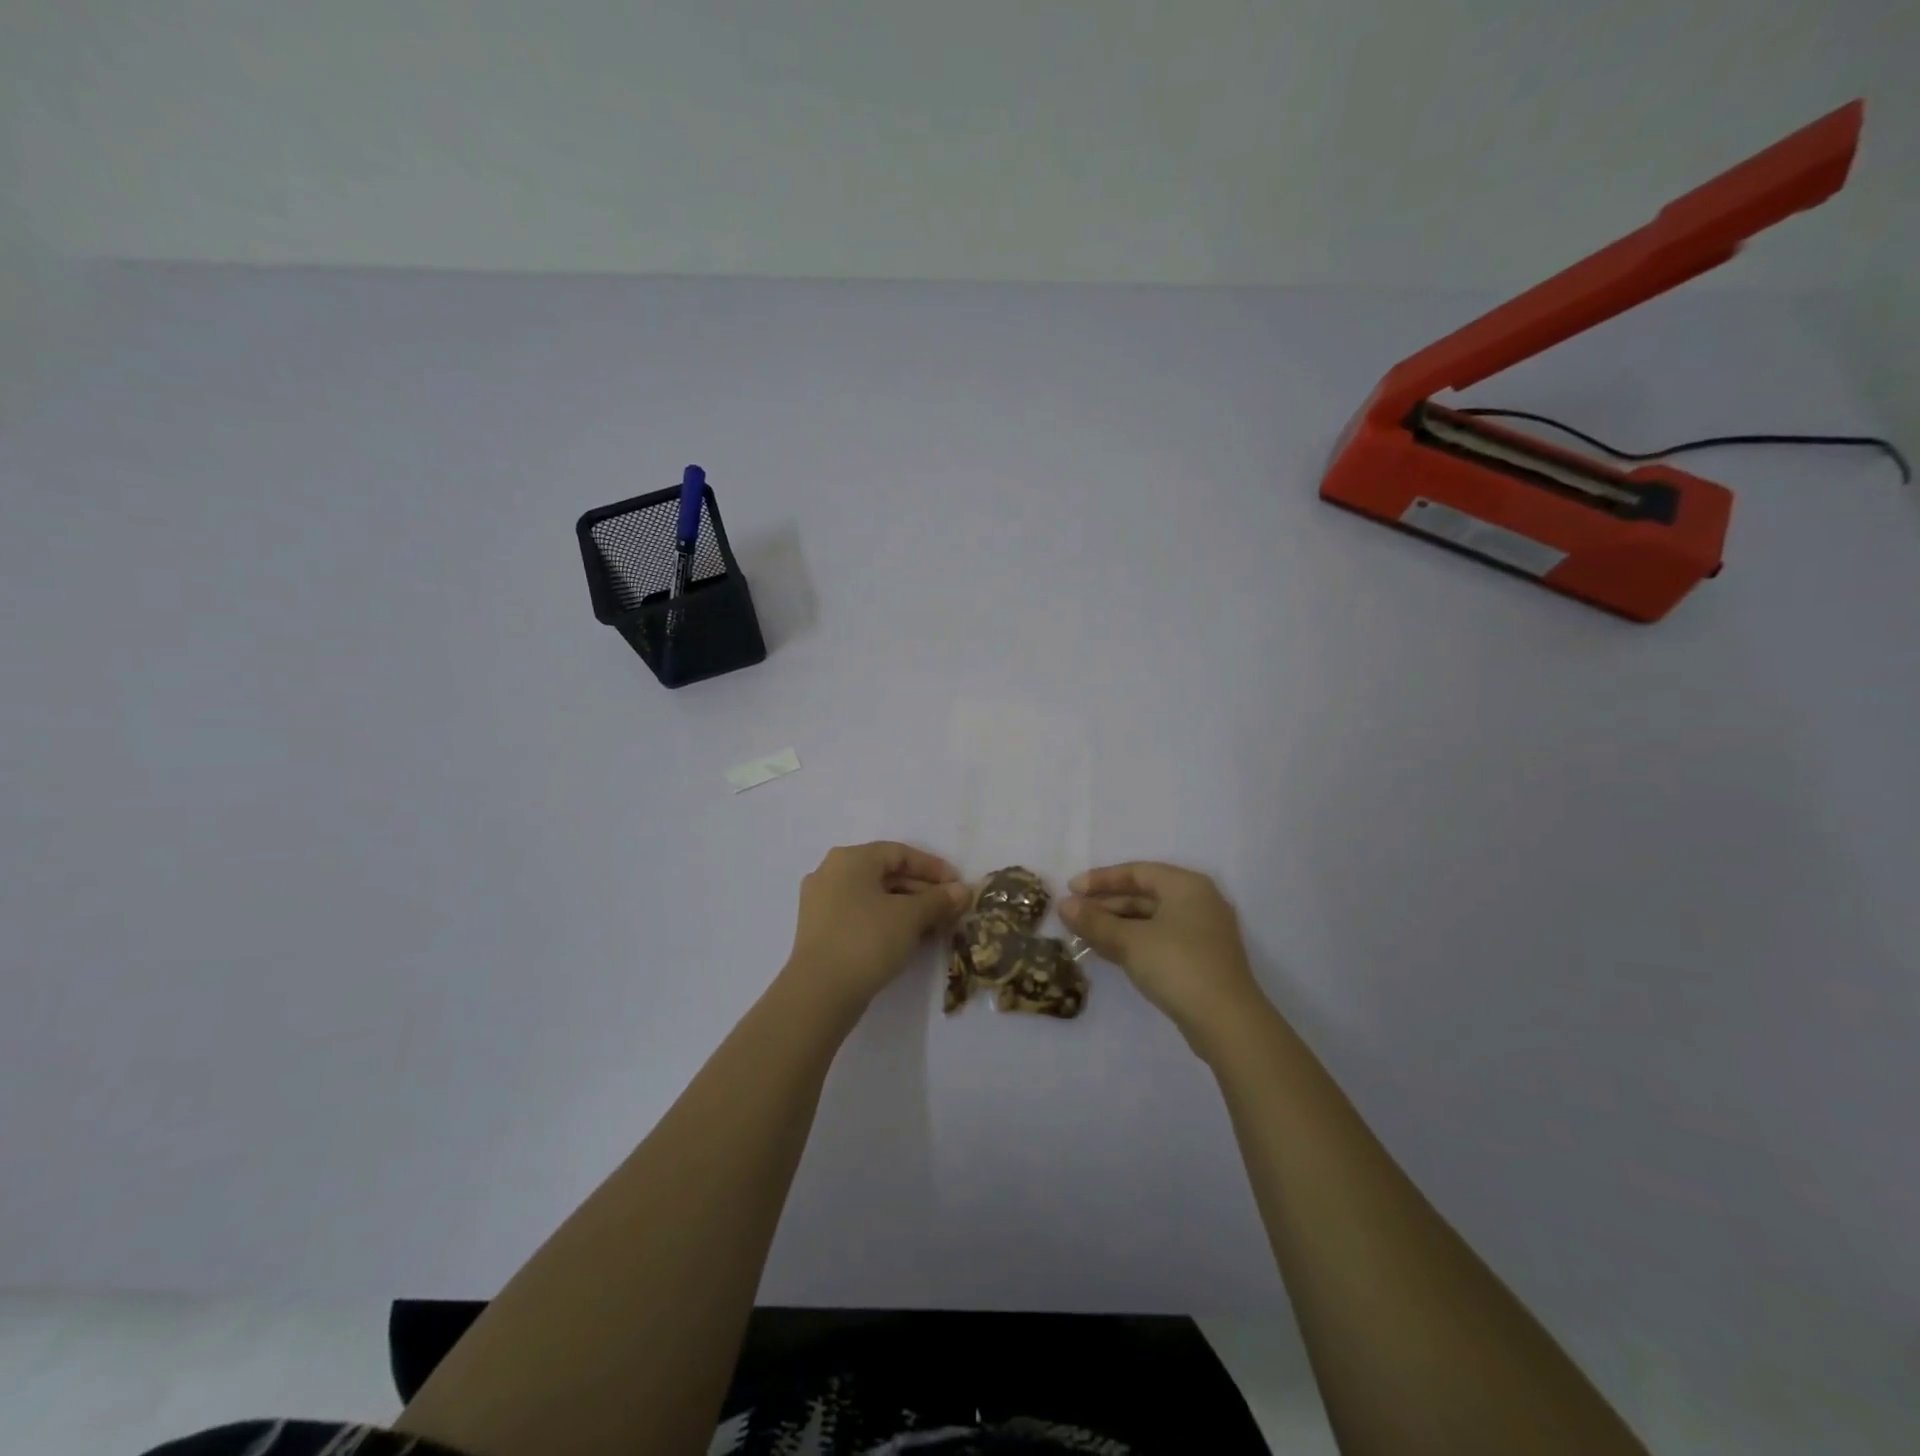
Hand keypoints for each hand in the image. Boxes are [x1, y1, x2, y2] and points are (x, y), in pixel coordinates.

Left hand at [783, 842, 970, 1016]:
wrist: (819, 994)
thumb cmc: (867, 940)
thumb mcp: (910, 917)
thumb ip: (939, 899)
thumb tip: (963, 891)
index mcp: (850, 859)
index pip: (900, 853)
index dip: (933, 868)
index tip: (958, 886)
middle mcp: (831, 873)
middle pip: (886, 874)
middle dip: (923, 891)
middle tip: (951, 910)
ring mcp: (822, 903)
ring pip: (875, 897)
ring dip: (908, 909)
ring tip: (937, 927)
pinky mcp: (820, 931)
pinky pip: (862, 915)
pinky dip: (888, 922)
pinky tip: (910, 940)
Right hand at [1059, 862, 1269, 1049]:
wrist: (1227, 1022)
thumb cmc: (1177, 966)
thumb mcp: (1129, 942)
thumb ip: (1094, 921)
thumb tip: (1064, 905)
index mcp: (1186, 885)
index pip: (1137, 871)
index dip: (1101, 879)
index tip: (1071, 890)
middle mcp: (1199, 901)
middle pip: (1145, 894)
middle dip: (1106, 904)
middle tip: (1074, 915)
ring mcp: (1204, 932)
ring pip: (1151, 919)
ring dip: (1117, 925)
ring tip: (1084, 934)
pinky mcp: (1203, 959)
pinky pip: (1161, 938)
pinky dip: (1134, 941)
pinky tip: (1110, 952)